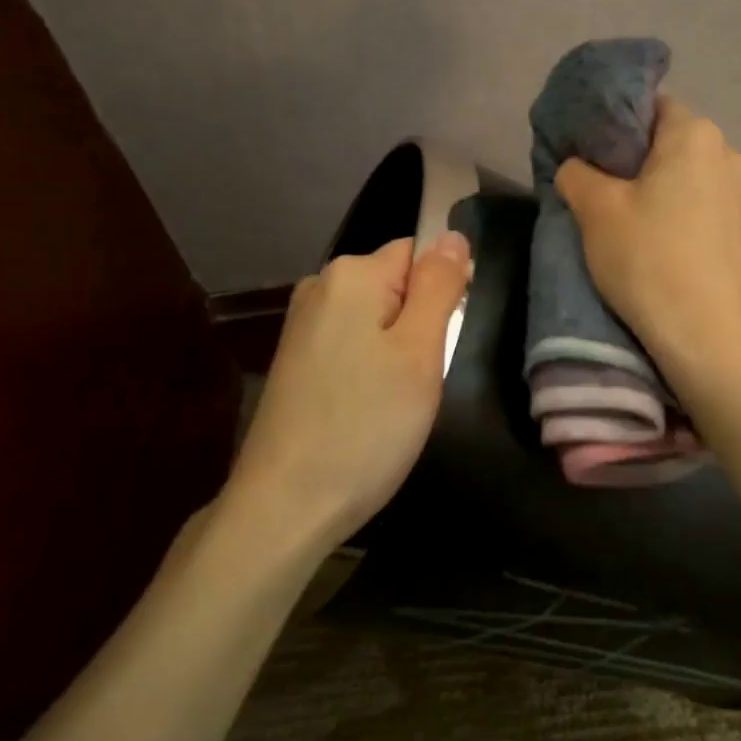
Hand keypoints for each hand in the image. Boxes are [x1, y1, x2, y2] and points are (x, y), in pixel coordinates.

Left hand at [224, 232, 470, 548]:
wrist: (286, 505)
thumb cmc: (366, 425)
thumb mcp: (419, 352)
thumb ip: (439, 287)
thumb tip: (453, 236)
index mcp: (350, 275)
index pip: (418, 254)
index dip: (442, 294)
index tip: (443, 344)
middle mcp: (319, 288)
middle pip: (396, 286)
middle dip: (420, 325)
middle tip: (422, 379)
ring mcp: (302, 327)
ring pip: (377, 321)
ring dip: (397, 353)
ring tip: (397, 401)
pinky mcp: (295, 362)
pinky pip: (352, 347)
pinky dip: (370, 372)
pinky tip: (368, 410)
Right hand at [556, 96, 740, 380]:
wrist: (708, 340)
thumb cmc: (648, 262)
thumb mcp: (595, 213)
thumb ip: (577, 174)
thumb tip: (576, 166)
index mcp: (697, 137)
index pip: (655, 108)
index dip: (622, 127)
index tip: (599, 158)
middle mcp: (735, 160)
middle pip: (681, 148)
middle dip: (648, 166)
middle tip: (614, 198)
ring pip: (702, 187)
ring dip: (676, 200)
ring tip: (648, 235)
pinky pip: (718, 224)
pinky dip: (697, 232)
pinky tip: (678, 262)